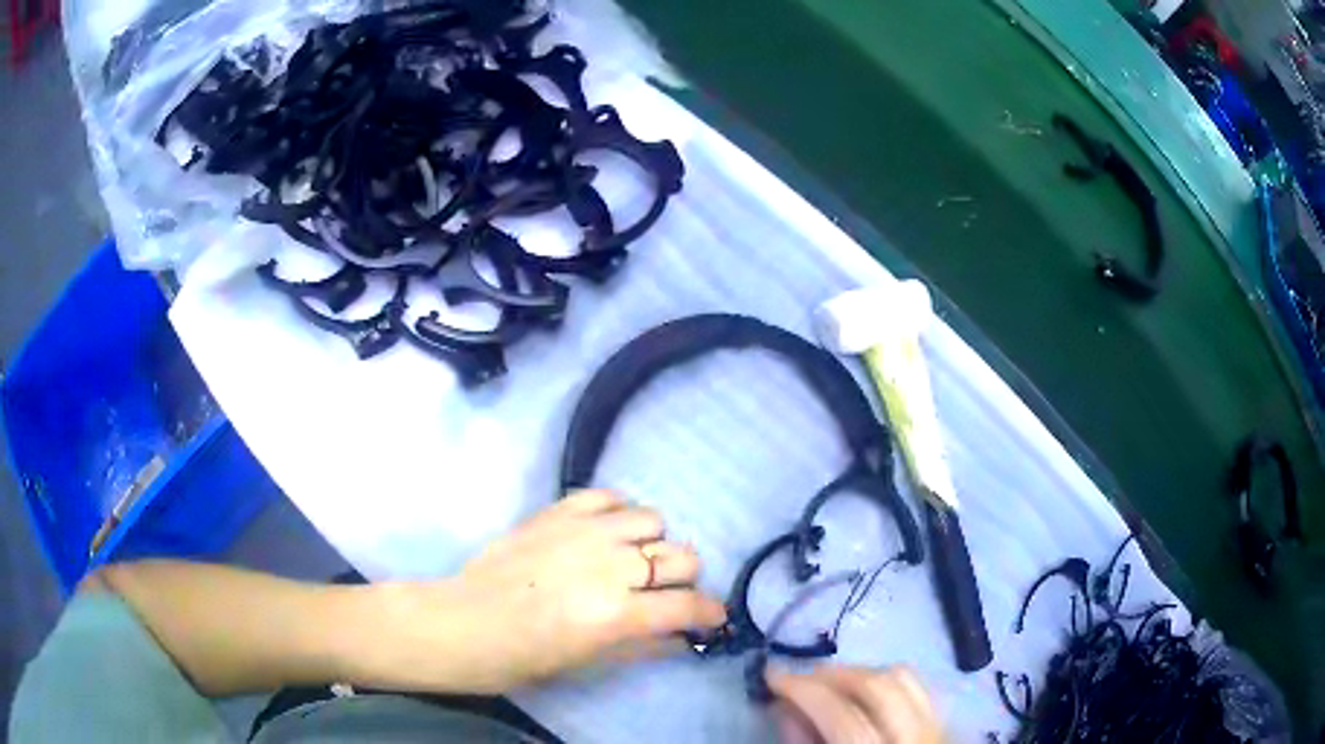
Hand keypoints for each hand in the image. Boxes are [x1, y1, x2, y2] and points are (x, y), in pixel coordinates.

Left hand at [374, 490, 725, 692]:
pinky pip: (609, 495)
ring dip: (652, 542)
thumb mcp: (590, 661)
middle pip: (682, 555)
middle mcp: (610, 565)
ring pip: (653, 519)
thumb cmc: (525, 656)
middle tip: (665, 591)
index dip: (710, 612)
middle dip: (684, 578)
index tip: (711, 615)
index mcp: (618, 613)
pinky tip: (607, 531)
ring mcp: (584, 531)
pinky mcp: (558, 511)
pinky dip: (618, 512)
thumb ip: (644, 644)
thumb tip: (682, 635)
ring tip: (632, 558)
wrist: (465, 623)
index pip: (689, 605)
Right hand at [769, 665, 940, 743]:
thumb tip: (787, 707)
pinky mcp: (943, 726)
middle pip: (879, 686)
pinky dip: (886, 683)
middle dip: (832, 675)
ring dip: (860, 674)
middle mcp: (914, 740)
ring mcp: (936, 730)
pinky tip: (861, 695)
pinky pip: (917, 689)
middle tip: (798, 679)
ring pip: (903, 679)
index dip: (804, 690)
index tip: (772, 677)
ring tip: (827, 685)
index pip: (843, 715)